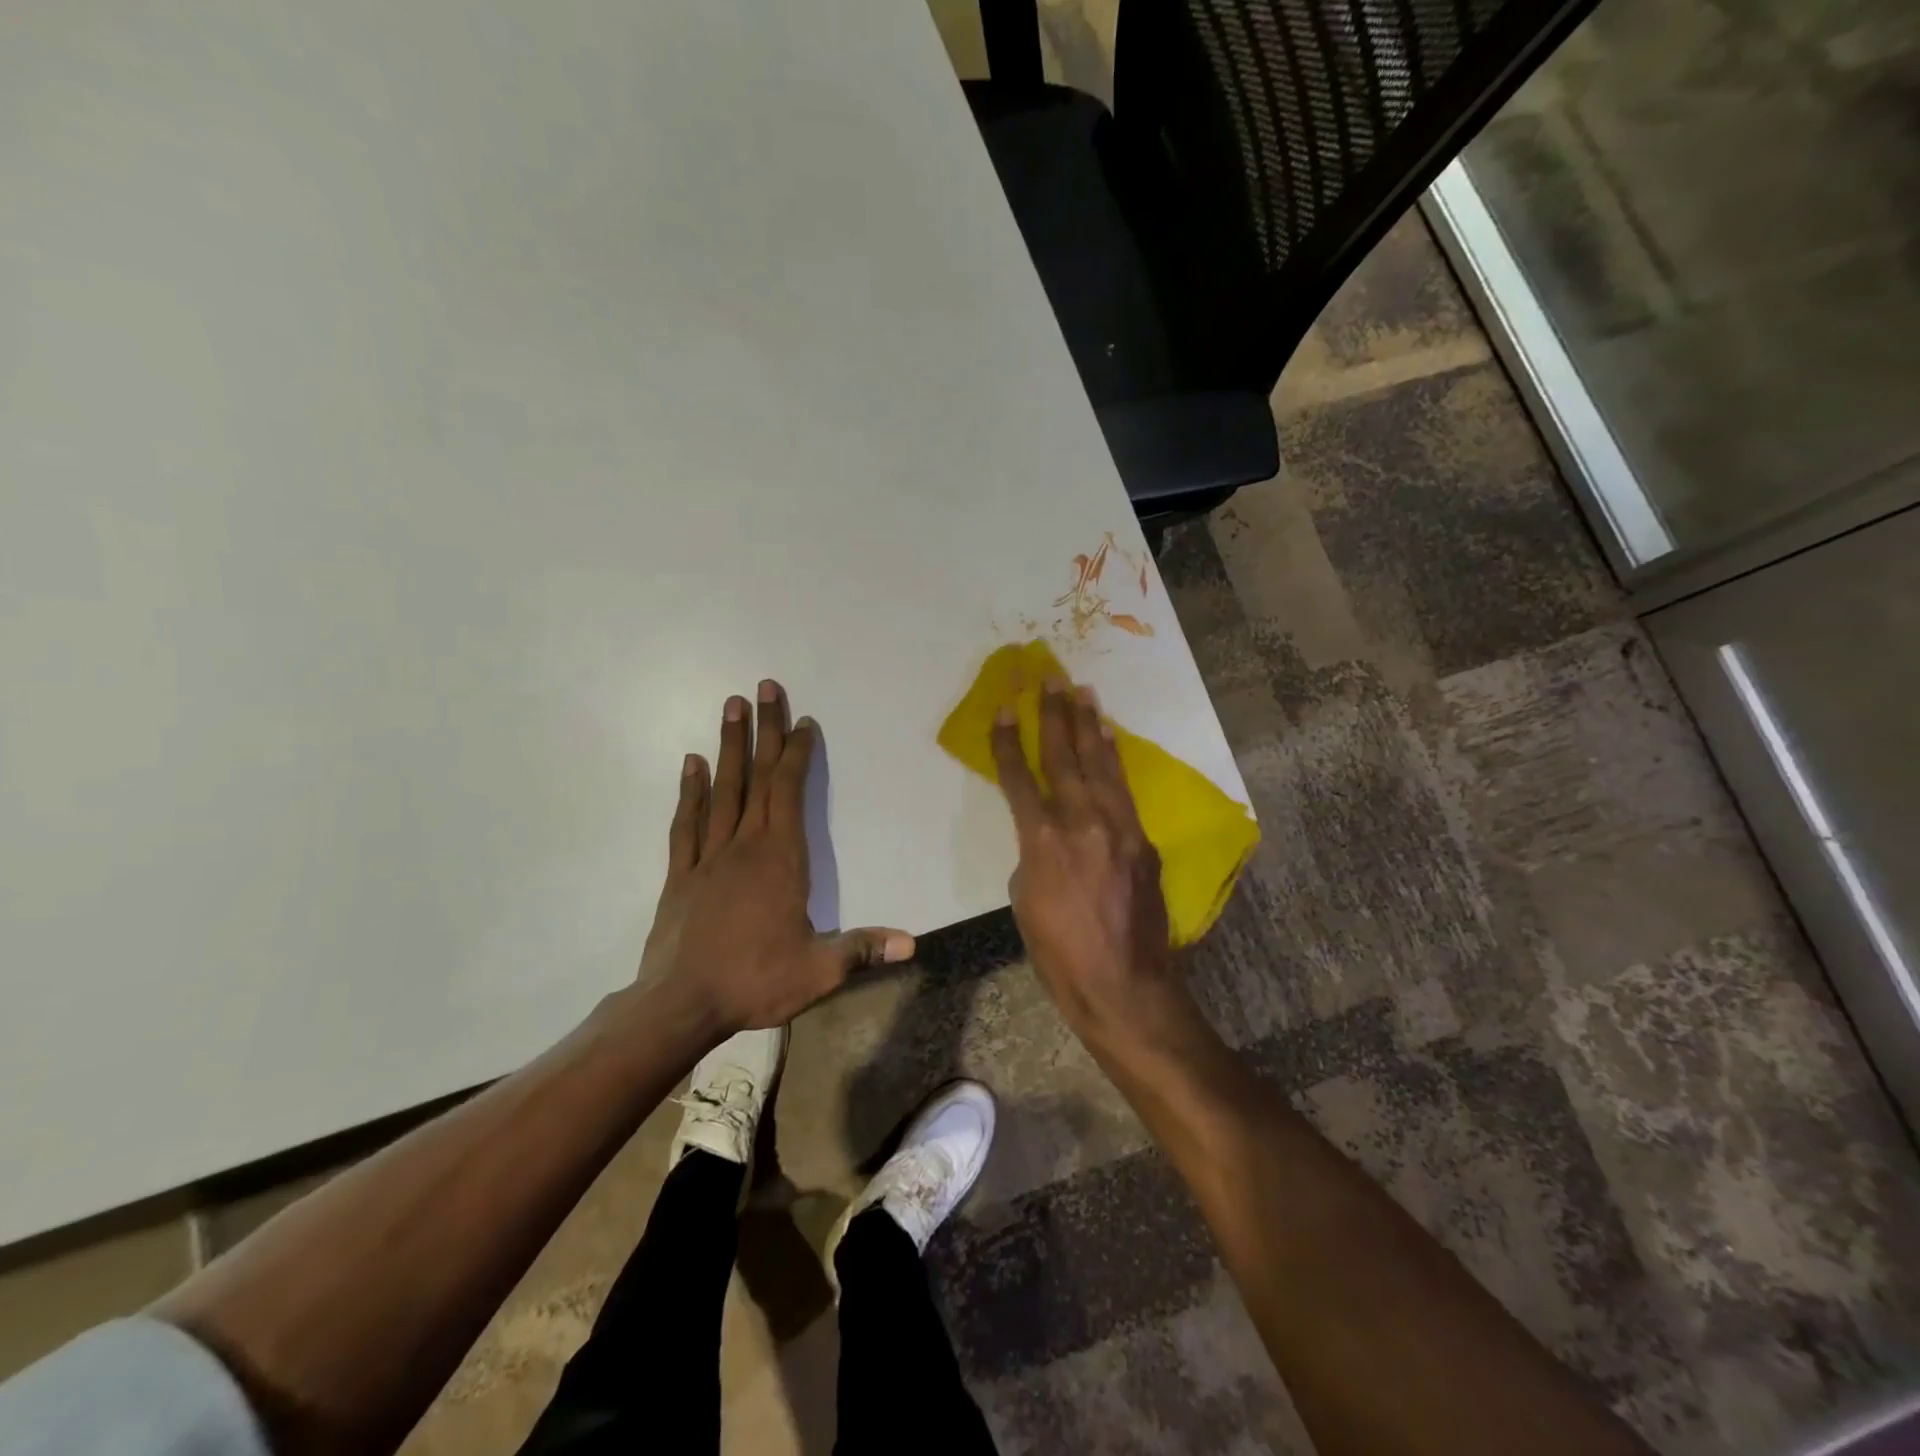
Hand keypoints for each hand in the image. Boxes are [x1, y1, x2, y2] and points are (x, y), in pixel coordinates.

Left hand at [641, 680, 914, 1035]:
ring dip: (728, 746)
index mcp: (781, 859)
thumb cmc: (753, 981)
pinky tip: (692, 764)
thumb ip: (863, 949)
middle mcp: (744, 845)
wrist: (679, 1005)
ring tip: (730, 706)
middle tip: (764, 687)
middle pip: (757, 776)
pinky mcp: (680, 874)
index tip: (804, 721)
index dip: (798, 753)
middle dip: (764, 730)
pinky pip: (686, 823)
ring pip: (722, 790)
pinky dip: (690, 791)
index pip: (790, 792)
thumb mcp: (819, 970)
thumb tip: (913, 944)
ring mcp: (708, 856)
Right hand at [990, 677, 1171, 1032]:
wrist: (1124, 986)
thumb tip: (1046, 833)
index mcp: (1044, 841)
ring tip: (1083, 691)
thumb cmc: (1059, 954)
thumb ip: (1032, 854)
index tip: (1004, 709)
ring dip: (1090, 725)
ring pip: (1101, 765)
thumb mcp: (1025, 900)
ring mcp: (1120, 829)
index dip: (1008, 742)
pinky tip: (1109, 739)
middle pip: (1065, 757)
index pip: (1020, 778)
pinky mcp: (1143, 841)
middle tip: (1050, 678)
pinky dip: (1114, 760)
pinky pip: (1124, 790)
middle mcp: (1083, 823)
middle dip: (1054, 715)